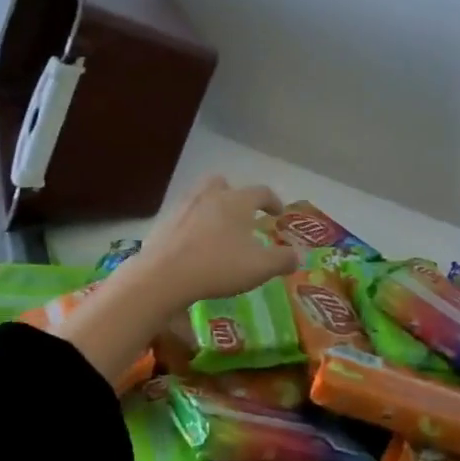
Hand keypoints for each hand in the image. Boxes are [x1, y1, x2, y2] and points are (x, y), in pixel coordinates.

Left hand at [132, 175, 296, 309]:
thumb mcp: (259, 268)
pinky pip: (182, 217)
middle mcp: (210, 196)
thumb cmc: (218, 267)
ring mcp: (183, 207)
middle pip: (223, 183)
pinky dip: (191, 225)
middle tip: (241, 214)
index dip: (273, 201)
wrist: (162, 276)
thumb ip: (282, 260)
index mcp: (236, 201)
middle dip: (234, 195)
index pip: (261, 192)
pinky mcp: (163, 223)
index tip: (278, 212)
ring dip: (211, 207)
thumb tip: (297, 255)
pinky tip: (193, 245)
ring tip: (217, 230)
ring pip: (200, 196)